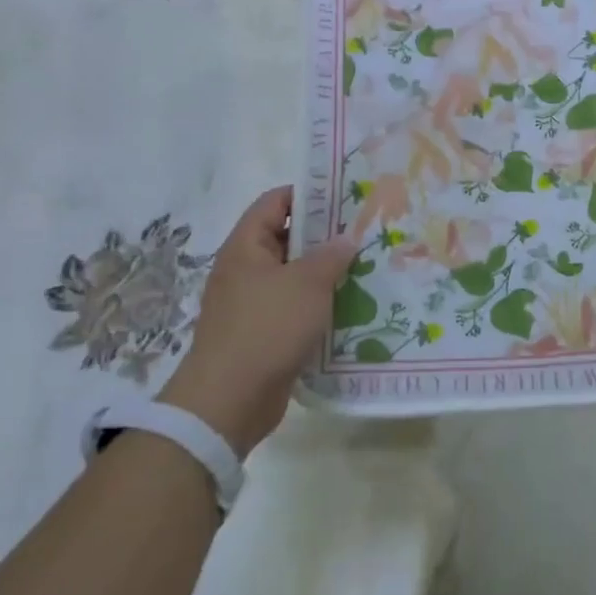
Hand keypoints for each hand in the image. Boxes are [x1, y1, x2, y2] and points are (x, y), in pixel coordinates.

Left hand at [160, 186, 354, 456]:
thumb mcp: (307, 284)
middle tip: (364, 233)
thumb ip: (330, 256)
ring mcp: (252, 304)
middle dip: (324, 236)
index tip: (345, 196)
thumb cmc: (266, 328)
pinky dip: (318, 306)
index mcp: (246, 246)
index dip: (307, 194)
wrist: (229, 400)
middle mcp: (245, 270)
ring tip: (366, 268)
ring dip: (325, 274)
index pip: (275, 202)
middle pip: (286, 239)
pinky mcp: (262, 334)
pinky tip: (350, 308)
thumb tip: (346, 238)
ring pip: (293, 277)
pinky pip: (294, 309)